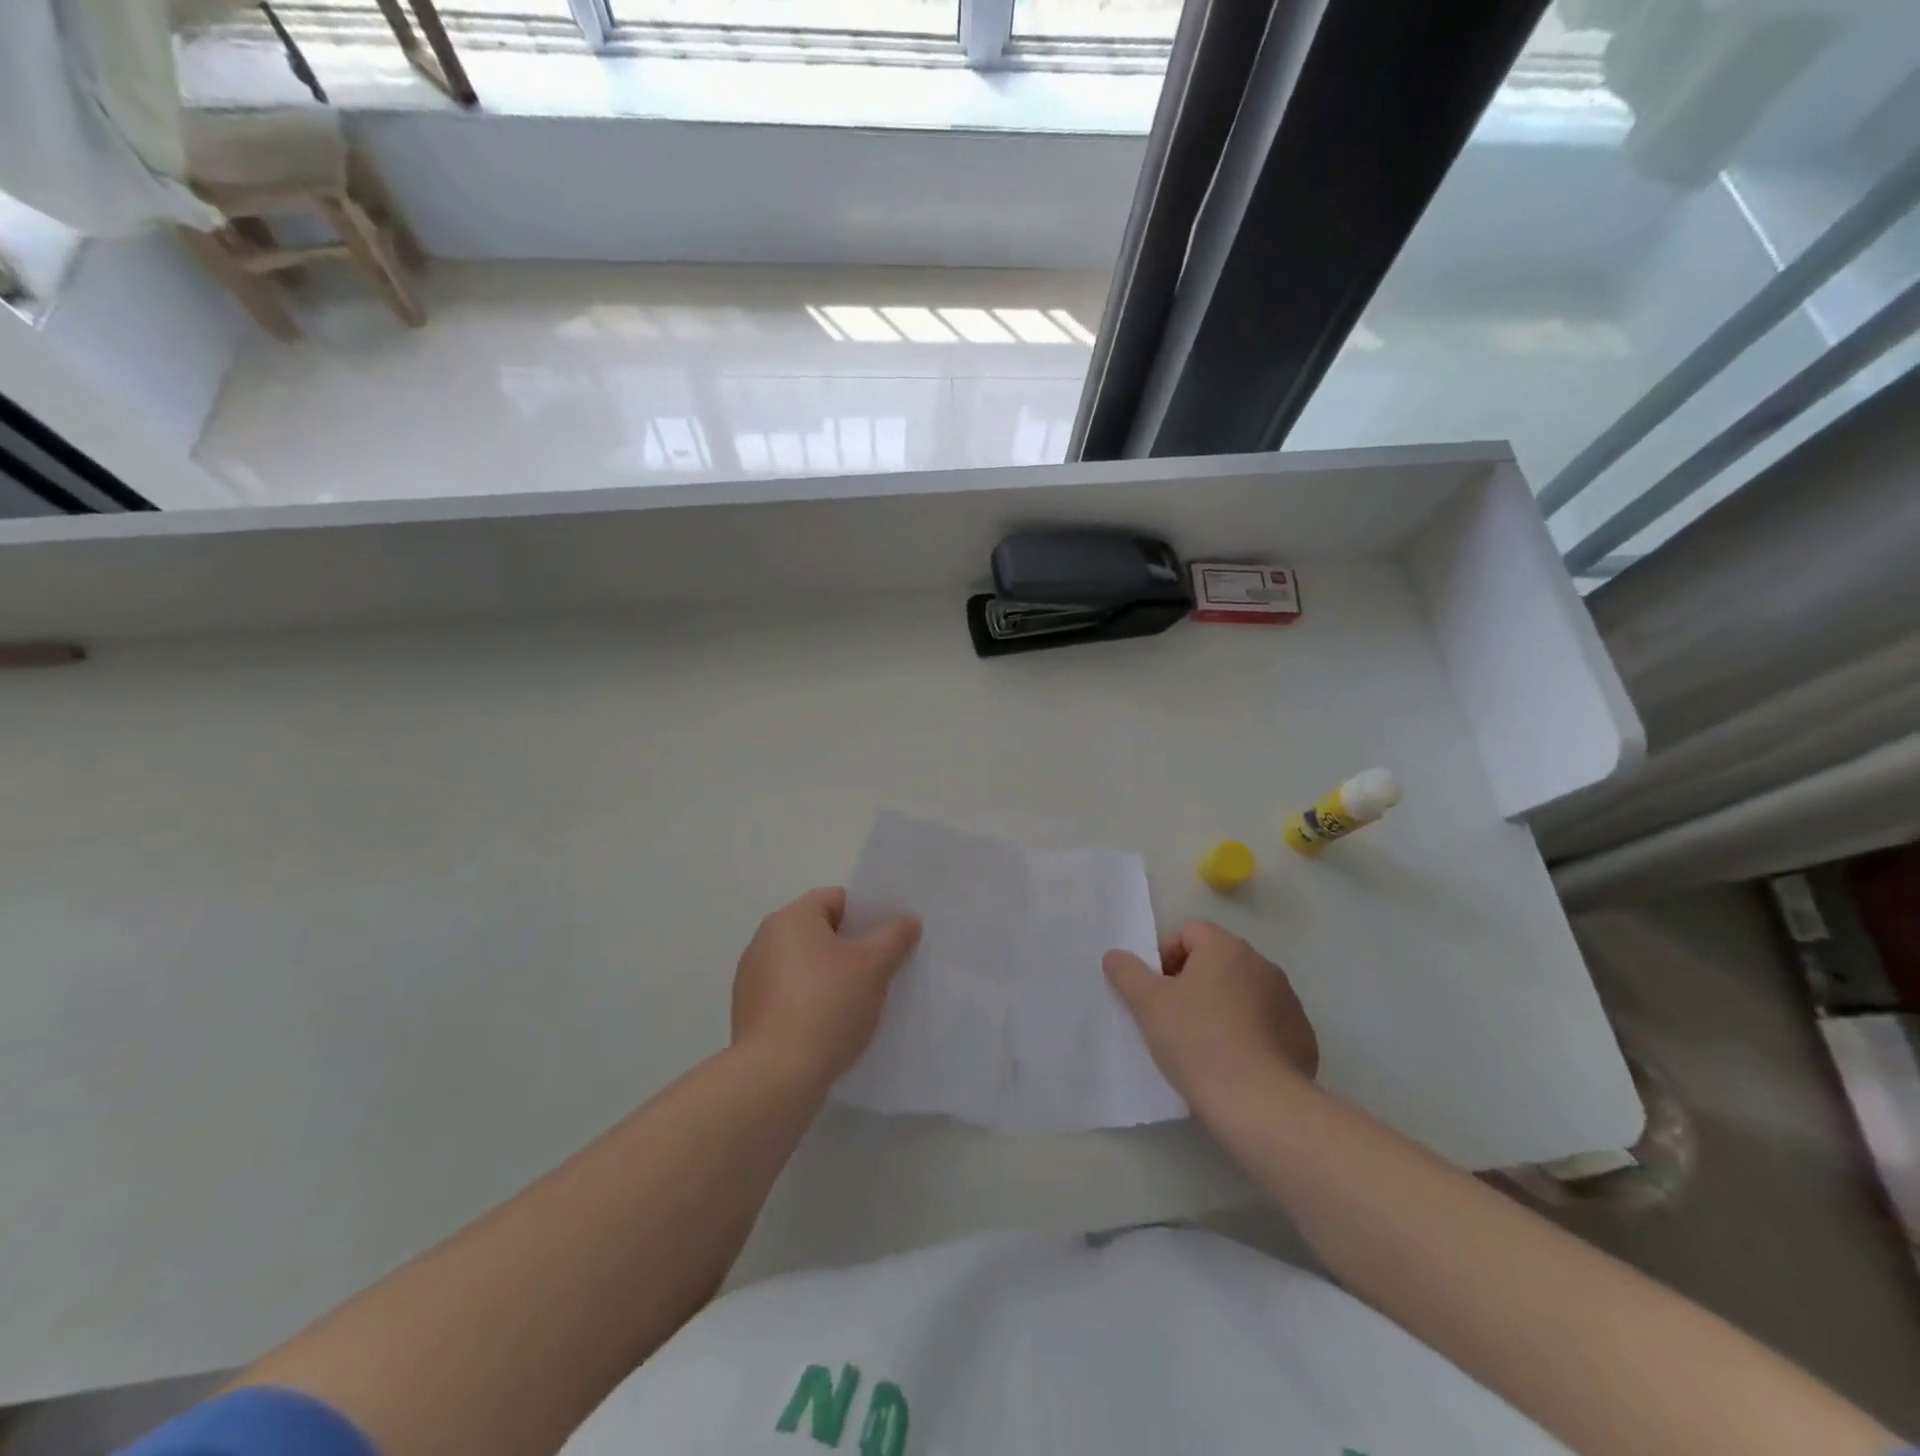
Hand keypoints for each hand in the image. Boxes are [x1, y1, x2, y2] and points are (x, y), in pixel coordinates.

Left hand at [731, 887, 921, 1087]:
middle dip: (851, 948)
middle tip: (881, 970)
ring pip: (805, 966)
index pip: (836, 899)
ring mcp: (752, 979)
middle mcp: (764, 940)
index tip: (888, 940)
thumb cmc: (828, 1005)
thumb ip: (895, 937)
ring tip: (859, 1002)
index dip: (866, 915)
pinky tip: (831, 1026)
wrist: (776, 1076)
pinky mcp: (750, 1014)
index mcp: (790, 919)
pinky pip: (790, 995)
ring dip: (831, 977)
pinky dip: (811, 1003)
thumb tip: (907, 919)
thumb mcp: (874, 966)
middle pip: (819, 932)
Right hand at [1103, 920, 1317, 1110]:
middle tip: (1174, 1019)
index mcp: (1225, 948)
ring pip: (1242, 992)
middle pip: (1215, 961)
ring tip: (1204, 1045)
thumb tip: (1115, 955)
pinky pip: (1266, 1022)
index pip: (1188, 933)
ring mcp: (1287, 1000)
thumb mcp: (1148, 1004)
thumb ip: (1127, 972)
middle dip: (1193, 983)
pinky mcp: (1302, 1035)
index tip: (1156, 994)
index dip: (1165, 958)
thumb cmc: (1197, 1042)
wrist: (1260, 1104)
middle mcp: (1261, 964)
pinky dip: (1249, 1033)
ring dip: (1222, 1007)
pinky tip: (1235, 1063)